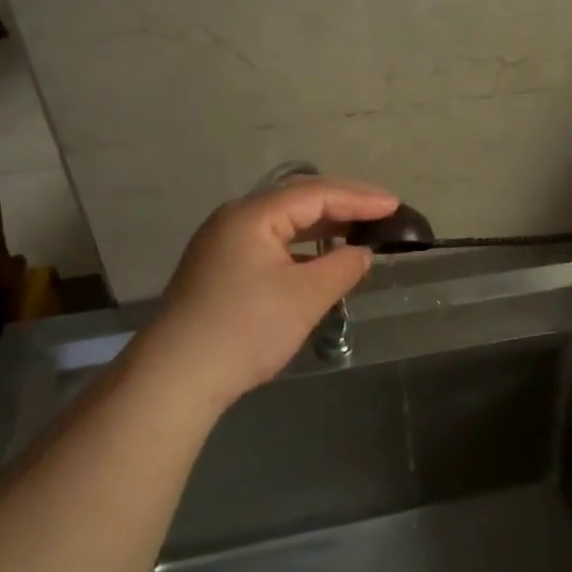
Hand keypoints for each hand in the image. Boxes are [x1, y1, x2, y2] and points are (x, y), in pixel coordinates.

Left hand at [140, 177, 398, 406]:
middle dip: (342, 204)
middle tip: (382, 211)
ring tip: (358, 230)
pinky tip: (318, 259)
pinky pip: (270, 243)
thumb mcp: (305, 296)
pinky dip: (301, 246)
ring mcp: (222, 244)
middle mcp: (234, 219)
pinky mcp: (219, 270)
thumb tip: (361, 253)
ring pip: (282, 223)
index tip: (395, 206)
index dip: (359, 198)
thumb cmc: (246, 328)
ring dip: (321, 225)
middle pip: (297, 200)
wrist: (176, 377)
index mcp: (253, 214)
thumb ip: (342, 267)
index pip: (316, 193)